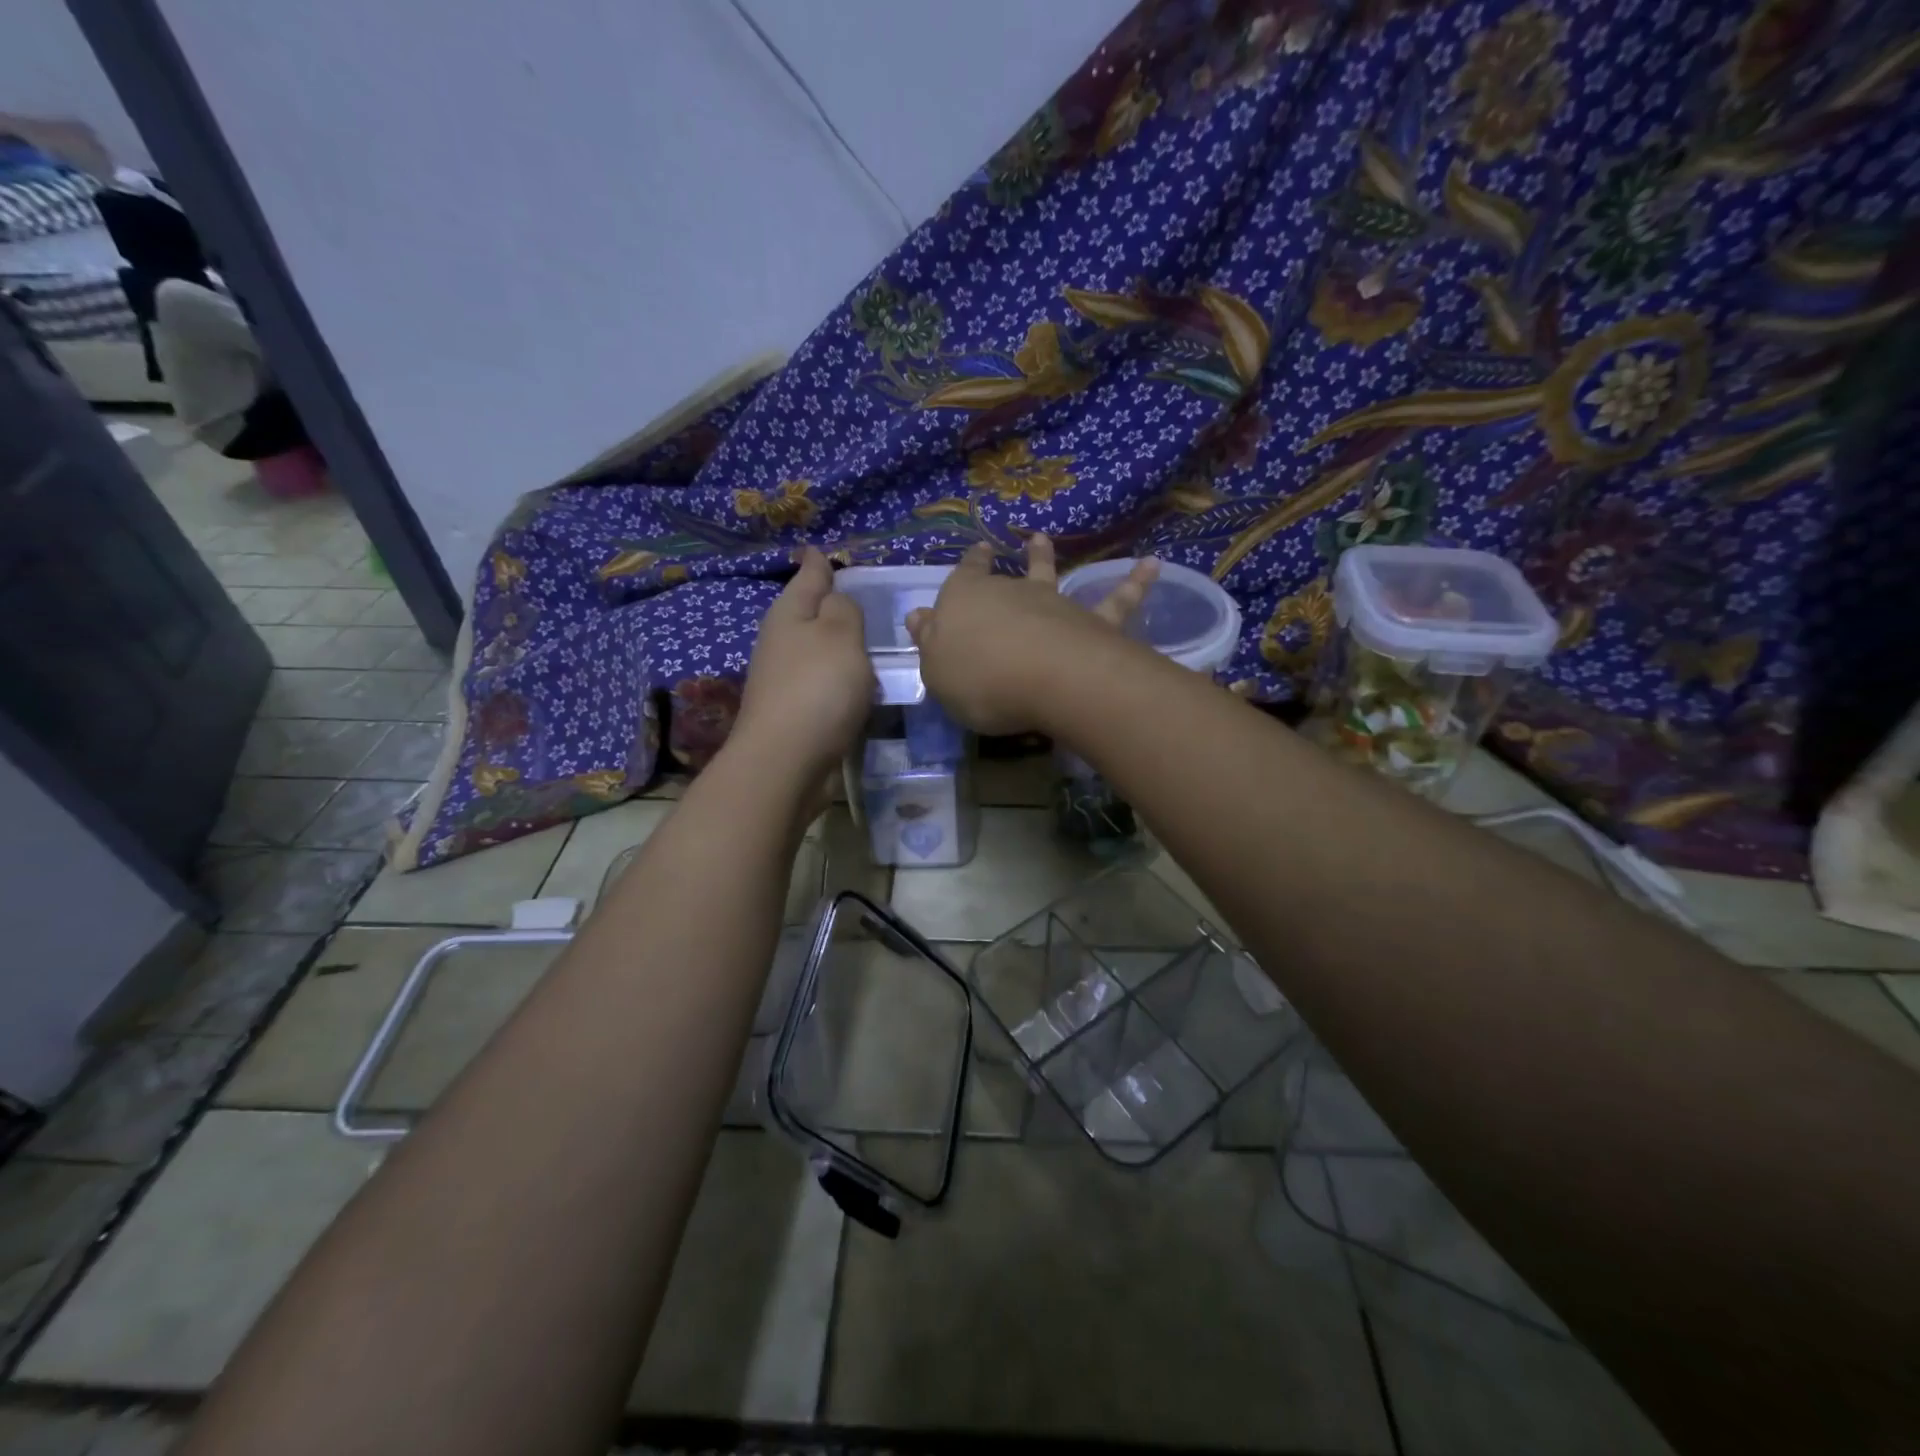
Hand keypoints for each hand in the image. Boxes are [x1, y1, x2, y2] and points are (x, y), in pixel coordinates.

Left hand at [733, 548, 874, 783]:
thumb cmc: (817, 688)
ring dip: (837, 644)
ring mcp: (785, 679)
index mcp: (789, 614)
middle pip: (809, 613)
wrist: (786, 762)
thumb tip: (836, 599)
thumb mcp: (839, 635)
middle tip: (861, 592)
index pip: (808, 575)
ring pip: (817, 650)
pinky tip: (859, 683)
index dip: (818, 562)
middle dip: (829, 602)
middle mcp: (782, 642)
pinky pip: (824, 683)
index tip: (821, 548)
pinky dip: (840, 678)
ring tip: (868, 637)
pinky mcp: (796, 712)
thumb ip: (844, 609)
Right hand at [905, 534, 1158, 734]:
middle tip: (1010, 546)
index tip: (974, 553)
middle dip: (1001, 562)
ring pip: (1049, 574)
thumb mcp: (937, 670)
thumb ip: (931, 643)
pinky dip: (1135, 583)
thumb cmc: (977, 677)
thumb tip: (920, 616)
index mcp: (964, 601)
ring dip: (1046, 557)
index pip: (962, 578)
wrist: (1041, 678)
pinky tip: (1153, 565)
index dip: (967, 567)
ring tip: (1043, 538)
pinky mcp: (1092, 621)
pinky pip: (1117, 600)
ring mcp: (1053, 603)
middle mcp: (1009, 592)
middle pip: (1002, 577)